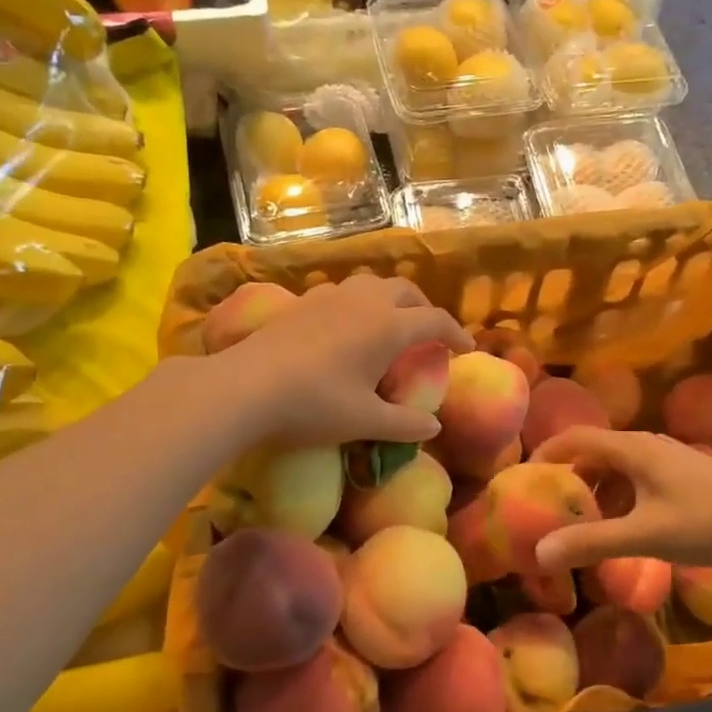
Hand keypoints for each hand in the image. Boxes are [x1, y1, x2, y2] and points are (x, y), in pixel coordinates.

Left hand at [212, 274, 471, 448]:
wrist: (245, 386)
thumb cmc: (314, 404)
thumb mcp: (365, 421)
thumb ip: (405, 423)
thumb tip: (434, 427)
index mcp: (389, 326)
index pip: (435, 320)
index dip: (456, 333)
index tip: (466, 348)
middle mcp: (365, 302)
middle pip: (406, 292)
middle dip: (424, 309)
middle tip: (428, 334)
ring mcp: (331, 297)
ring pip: (372, 284)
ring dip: (391, 299)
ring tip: (389, 323)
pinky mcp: (303, 301)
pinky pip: (343, 291)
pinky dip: (359, 302)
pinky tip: (346, 326)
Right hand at [533, 427, 711, 571]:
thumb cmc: (708, 523)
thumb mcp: (645, 535)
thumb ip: (592, 542)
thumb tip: (539, 552)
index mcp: (633, 449)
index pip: (576, 438)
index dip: (546, 454)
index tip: (522, 478)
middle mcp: (647, 446)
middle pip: (595, 452)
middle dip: (569, 478)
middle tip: (548, 508)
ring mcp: (668, 460)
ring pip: (618, 468)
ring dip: (596, 491)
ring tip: (581, 523)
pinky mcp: (684, 477)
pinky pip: (637, 480)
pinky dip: (620, 498)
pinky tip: (623, 527)